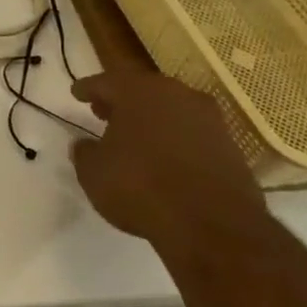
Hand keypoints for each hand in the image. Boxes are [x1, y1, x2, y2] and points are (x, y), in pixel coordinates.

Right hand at [69, 72, 267, 245]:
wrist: (212, 224)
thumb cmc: (139, 187)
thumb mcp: (93, 172)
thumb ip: (85, 152)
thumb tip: (86, 144)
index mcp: (138, 92)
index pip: (106, 82)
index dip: (88, 88)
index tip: (77, 93)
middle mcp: (176, 95)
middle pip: (142, 90)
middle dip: (121, 101)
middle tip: (103, 112)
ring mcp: (209, 119)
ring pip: (170, 110)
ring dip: (151, 119)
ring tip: (133, 137)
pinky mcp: (230, 146)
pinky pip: (191, 133)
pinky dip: (174, 139)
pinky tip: (163, 157)